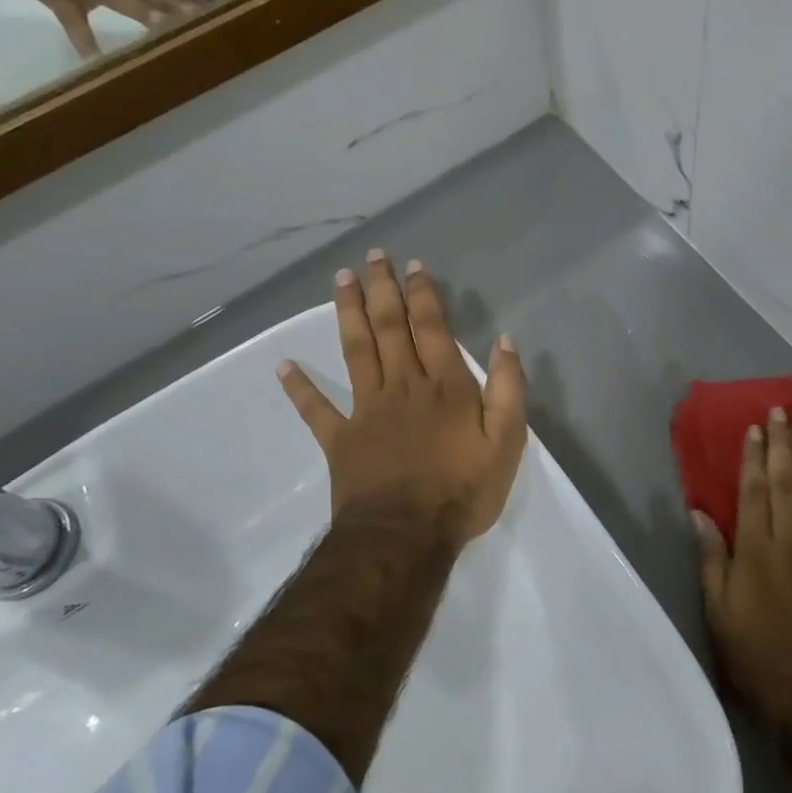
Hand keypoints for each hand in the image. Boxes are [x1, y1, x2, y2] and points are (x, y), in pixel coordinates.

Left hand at [278, 250, 526, 544]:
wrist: (406, 536)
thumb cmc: (463, 490)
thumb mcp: (508, 440)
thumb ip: (508, 388)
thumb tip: (504, 341)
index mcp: (444, 385)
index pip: (431, 327)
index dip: (423, 294)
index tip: (413, 265)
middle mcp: (402, 386)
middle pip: (389, 327)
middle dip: (382, 289)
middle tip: (372, 256)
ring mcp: (366, 410)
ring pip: (355, 351)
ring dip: (349, 313)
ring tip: (341, 280)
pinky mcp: (341, 439)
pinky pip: (317, 410)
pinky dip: (299, 388)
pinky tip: (283, 366)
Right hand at [694, 408, 791, 736]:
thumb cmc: (760, 657)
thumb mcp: (720, 614)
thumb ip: (712, 560)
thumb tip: (699, 513)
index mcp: (757, 551)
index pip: (755, 491)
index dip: (753, 457)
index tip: (754, 428)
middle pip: (787, 483)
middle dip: (781, 445)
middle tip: (780, 412)